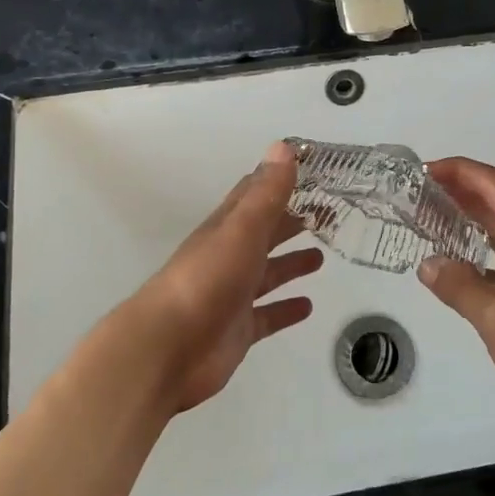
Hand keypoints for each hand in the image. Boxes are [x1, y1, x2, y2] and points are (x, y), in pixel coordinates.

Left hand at [120, 141, 322, 411]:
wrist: (167, 349)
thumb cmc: (206, 281)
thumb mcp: (241, 230)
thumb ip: (266, 193)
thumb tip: (283, 146)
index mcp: (227, 228)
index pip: (253, 194)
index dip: (278, 181)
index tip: (310, 171)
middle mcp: (229, 257)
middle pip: (264, 233)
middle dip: (291, 222)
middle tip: (327, 214)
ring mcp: (232, 295)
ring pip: (267, 274)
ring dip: (290, 264)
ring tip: (320, 258)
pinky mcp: (238, 330)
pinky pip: (267, 315)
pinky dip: (286, 309)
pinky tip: (307, 306)